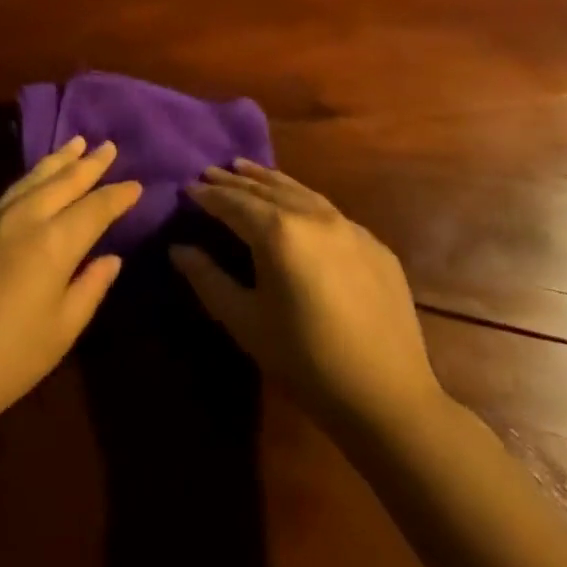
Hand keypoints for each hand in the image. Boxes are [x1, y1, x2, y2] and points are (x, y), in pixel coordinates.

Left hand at [0, 138, 140, 440]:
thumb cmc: (7, 360)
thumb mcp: (61, 331)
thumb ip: (89, 288)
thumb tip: (111, 258)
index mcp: (53, 243)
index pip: (94, 208)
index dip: (117, 196)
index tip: (137, 184)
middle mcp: (24, 218)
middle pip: (63, 181)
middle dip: (89, 164)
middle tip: (109, 146)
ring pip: (32, 178)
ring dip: (58, 160)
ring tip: (76, 143)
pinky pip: (9, 190)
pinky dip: (30, 177)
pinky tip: (36, 178)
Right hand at [171, 162, 442, 420]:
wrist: (388, 397)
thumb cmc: (305, 360)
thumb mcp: (246, 322)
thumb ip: (208, 279)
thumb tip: (178, 249)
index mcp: (278, 232)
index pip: (233, 202)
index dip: (208, 195)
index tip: (187, 187)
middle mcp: (313, 216)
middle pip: (265, 189)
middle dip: (234, 181)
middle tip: (210, 172)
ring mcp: (348, 227)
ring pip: (299, 191)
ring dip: (268, 180)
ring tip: (245, 169)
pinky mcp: (373, 244)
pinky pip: (328, 210)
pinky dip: (301, 199)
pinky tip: (296, 205)